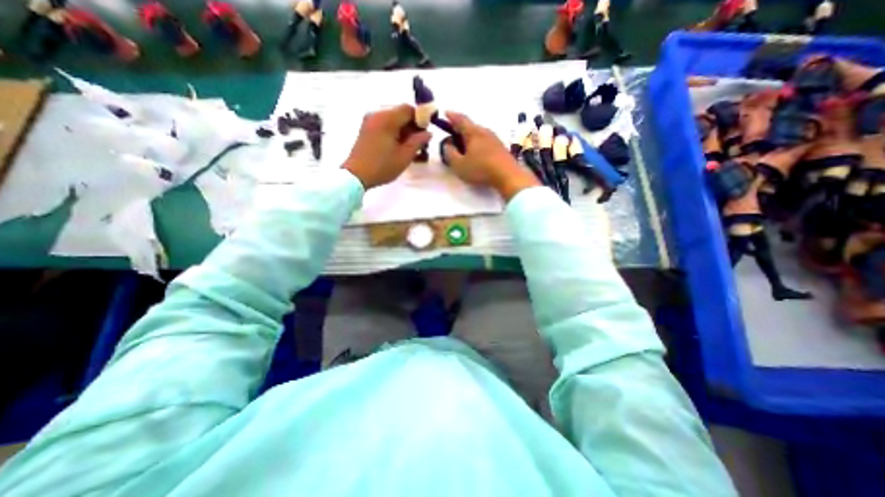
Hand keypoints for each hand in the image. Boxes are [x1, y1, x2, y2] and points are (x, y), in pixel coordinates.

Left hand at [342, 103, 432, 187]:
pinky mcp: (366, 128)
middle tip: (420, 142)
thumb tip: (428, 133)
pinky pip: (385, 124)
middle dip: (413, 125)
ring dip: (404, 130)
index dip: (421, 118)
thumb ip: (418, 141)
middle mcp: (377, 114)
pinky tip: (399, 146)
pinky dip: (394, 132)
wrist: (356, 175)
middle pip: (400, 113)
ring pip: (393, 119)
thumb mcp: (404, 156)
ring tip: (411, 147)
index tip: (427, 131)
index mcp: (387, 118)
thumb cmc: (382, 167)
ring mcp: (370, 121)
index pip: (408, 109)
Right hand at [442, 111, 539, 199]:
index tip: (445, 113)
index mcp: (473, 133)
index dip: (452, 116)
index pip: (460, 120)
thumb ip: (450, 154)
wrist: (508, 176)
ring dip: (470, 137)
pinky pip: (486, 141)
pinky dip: (478, 144)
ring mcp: (495, 139)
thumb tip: (447, 145)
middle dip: (461, 128)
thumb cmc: (480, 169)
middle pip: (471, 126)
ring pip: (479, 134)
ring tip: (464, 145)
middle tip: (453, 133)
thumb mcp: (459, 165)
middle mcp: (484, 132)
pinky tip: (477, 153)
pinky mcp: (501, 148)